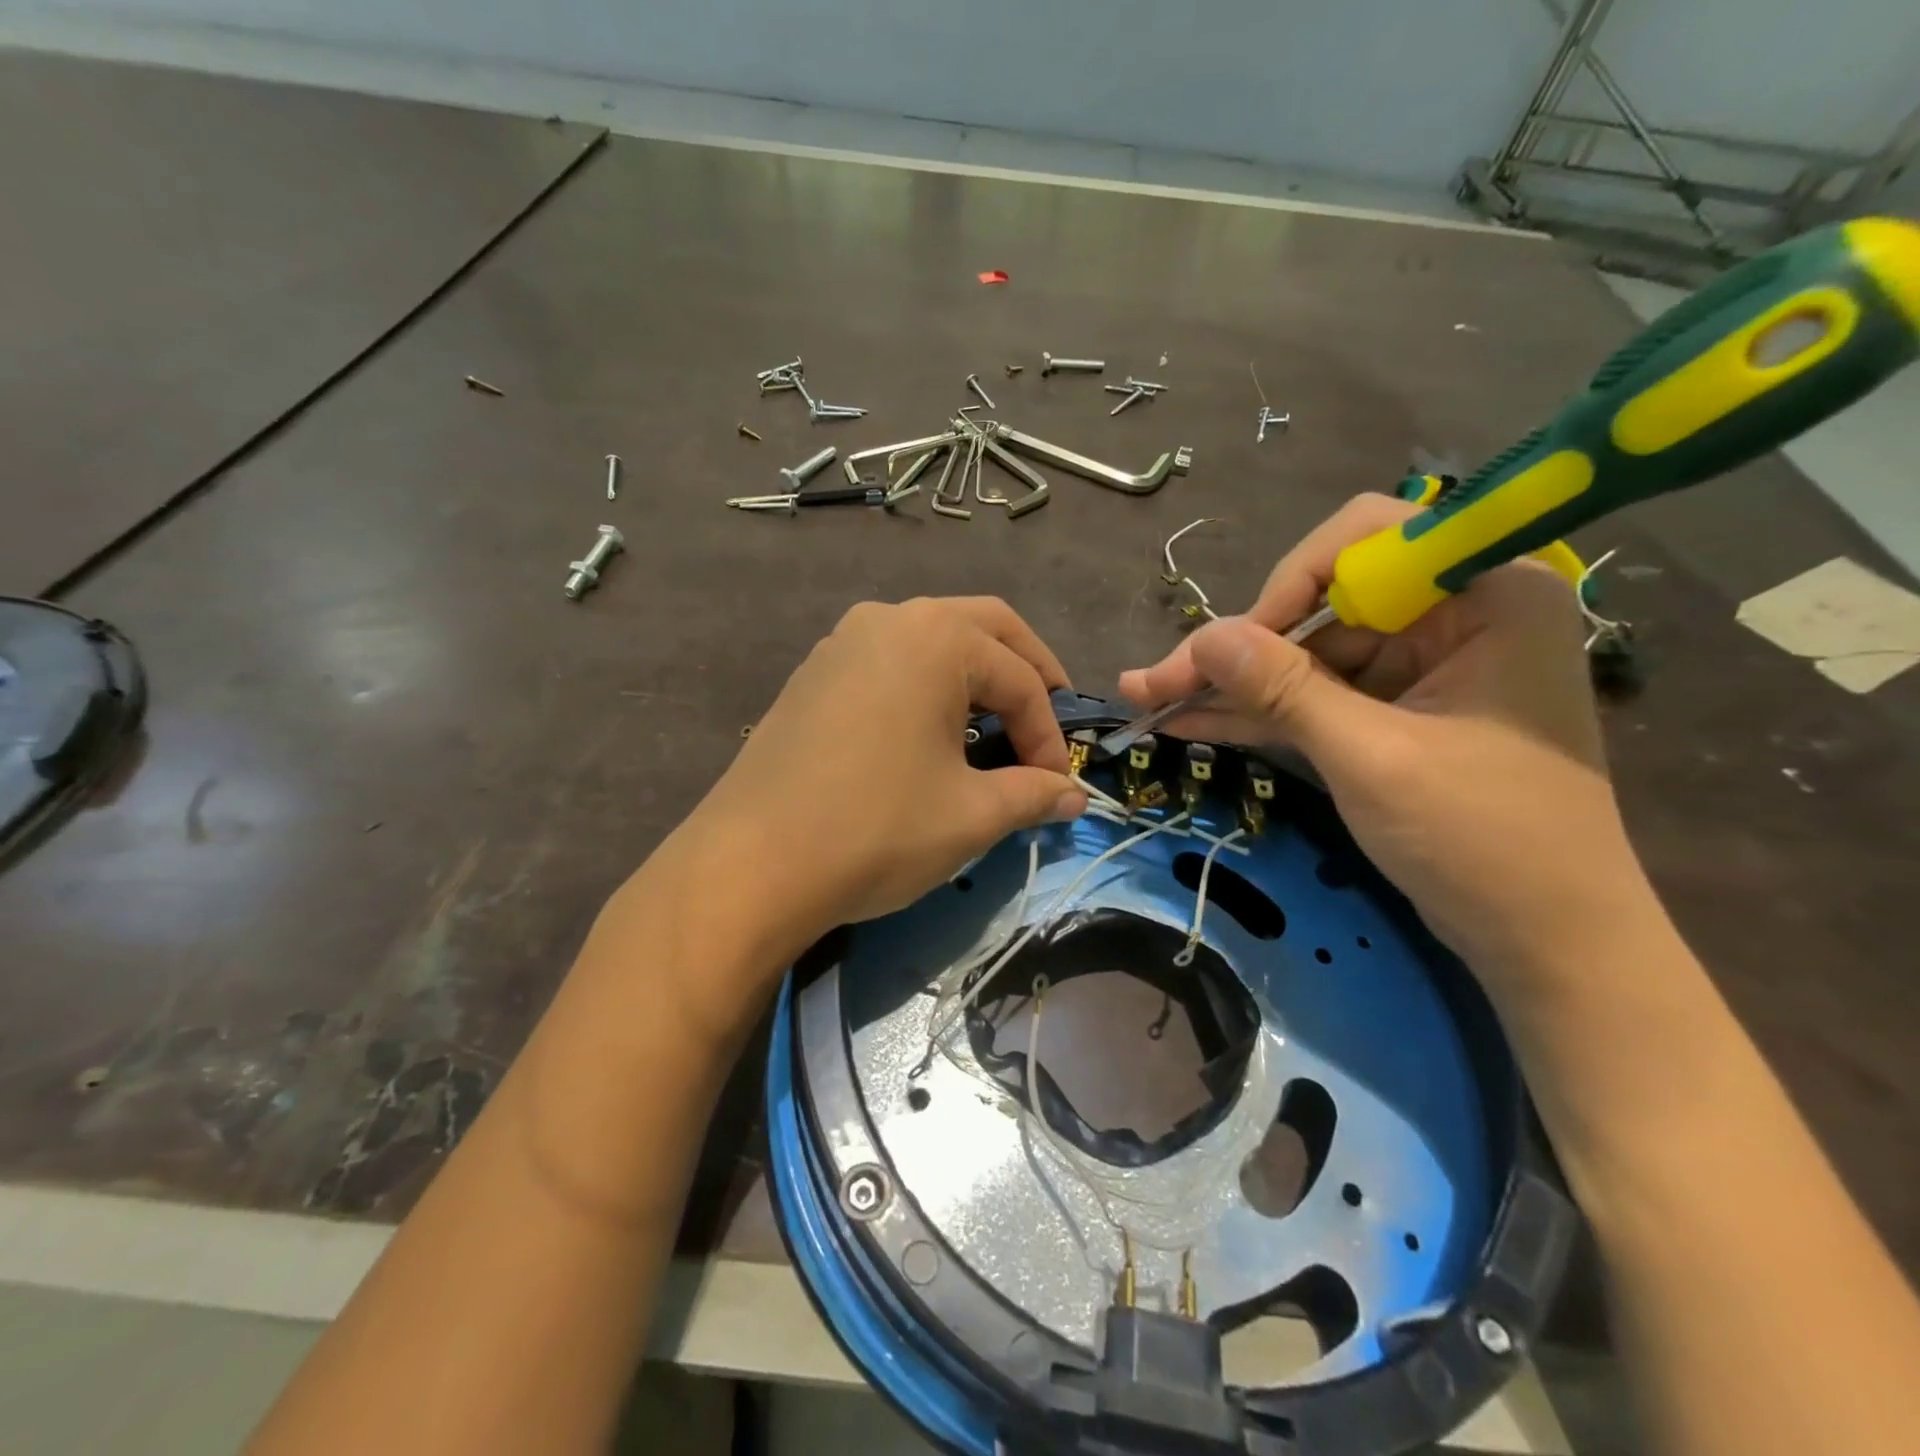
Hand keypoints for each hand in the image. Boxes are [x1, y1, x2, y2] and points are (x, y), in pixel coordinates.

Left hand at [683, 597, 1086, 952]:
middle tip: (1046, 722)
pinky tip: (928, 734)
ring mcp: (842, 642)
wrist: (752, 864)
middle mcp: (889, 619)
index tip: (1057, 786)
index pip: (1020, 678)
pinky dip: (926, 688)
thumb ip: (1032, 795)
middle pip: (984, 630)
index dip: (1049, 734)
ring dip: (974, 678)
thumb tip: (1073, 797)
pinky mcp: (813, 674)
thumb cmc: (877, 829)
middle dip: (1026, 675)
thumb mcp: (971, 815)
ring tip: (993, 729)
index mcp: (936, 637)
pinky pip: (889, 664)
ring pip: (932, 643)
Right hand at [1119, 495, 1662, 989]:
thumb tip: (1203, 639)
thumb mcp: (1373, 758)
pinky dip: (1258, 712)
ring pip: (1304, 654)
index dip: (1287, 583)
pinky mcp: (1393, 711)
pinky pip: (1314, 695)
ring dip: (1232, 684)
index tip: (1234, 645)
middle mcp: (1453, 615)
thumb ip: (1286, 691)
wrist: (1545, 942)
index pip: (1367, 540)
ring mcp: (1420, 665)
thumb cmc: (1484, 842)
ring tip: (1150, 700)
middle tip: (1156, 683)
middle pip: (1319, 604)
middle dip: (1237, 648)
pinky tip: (1190, 721)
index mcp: (1487, 595)